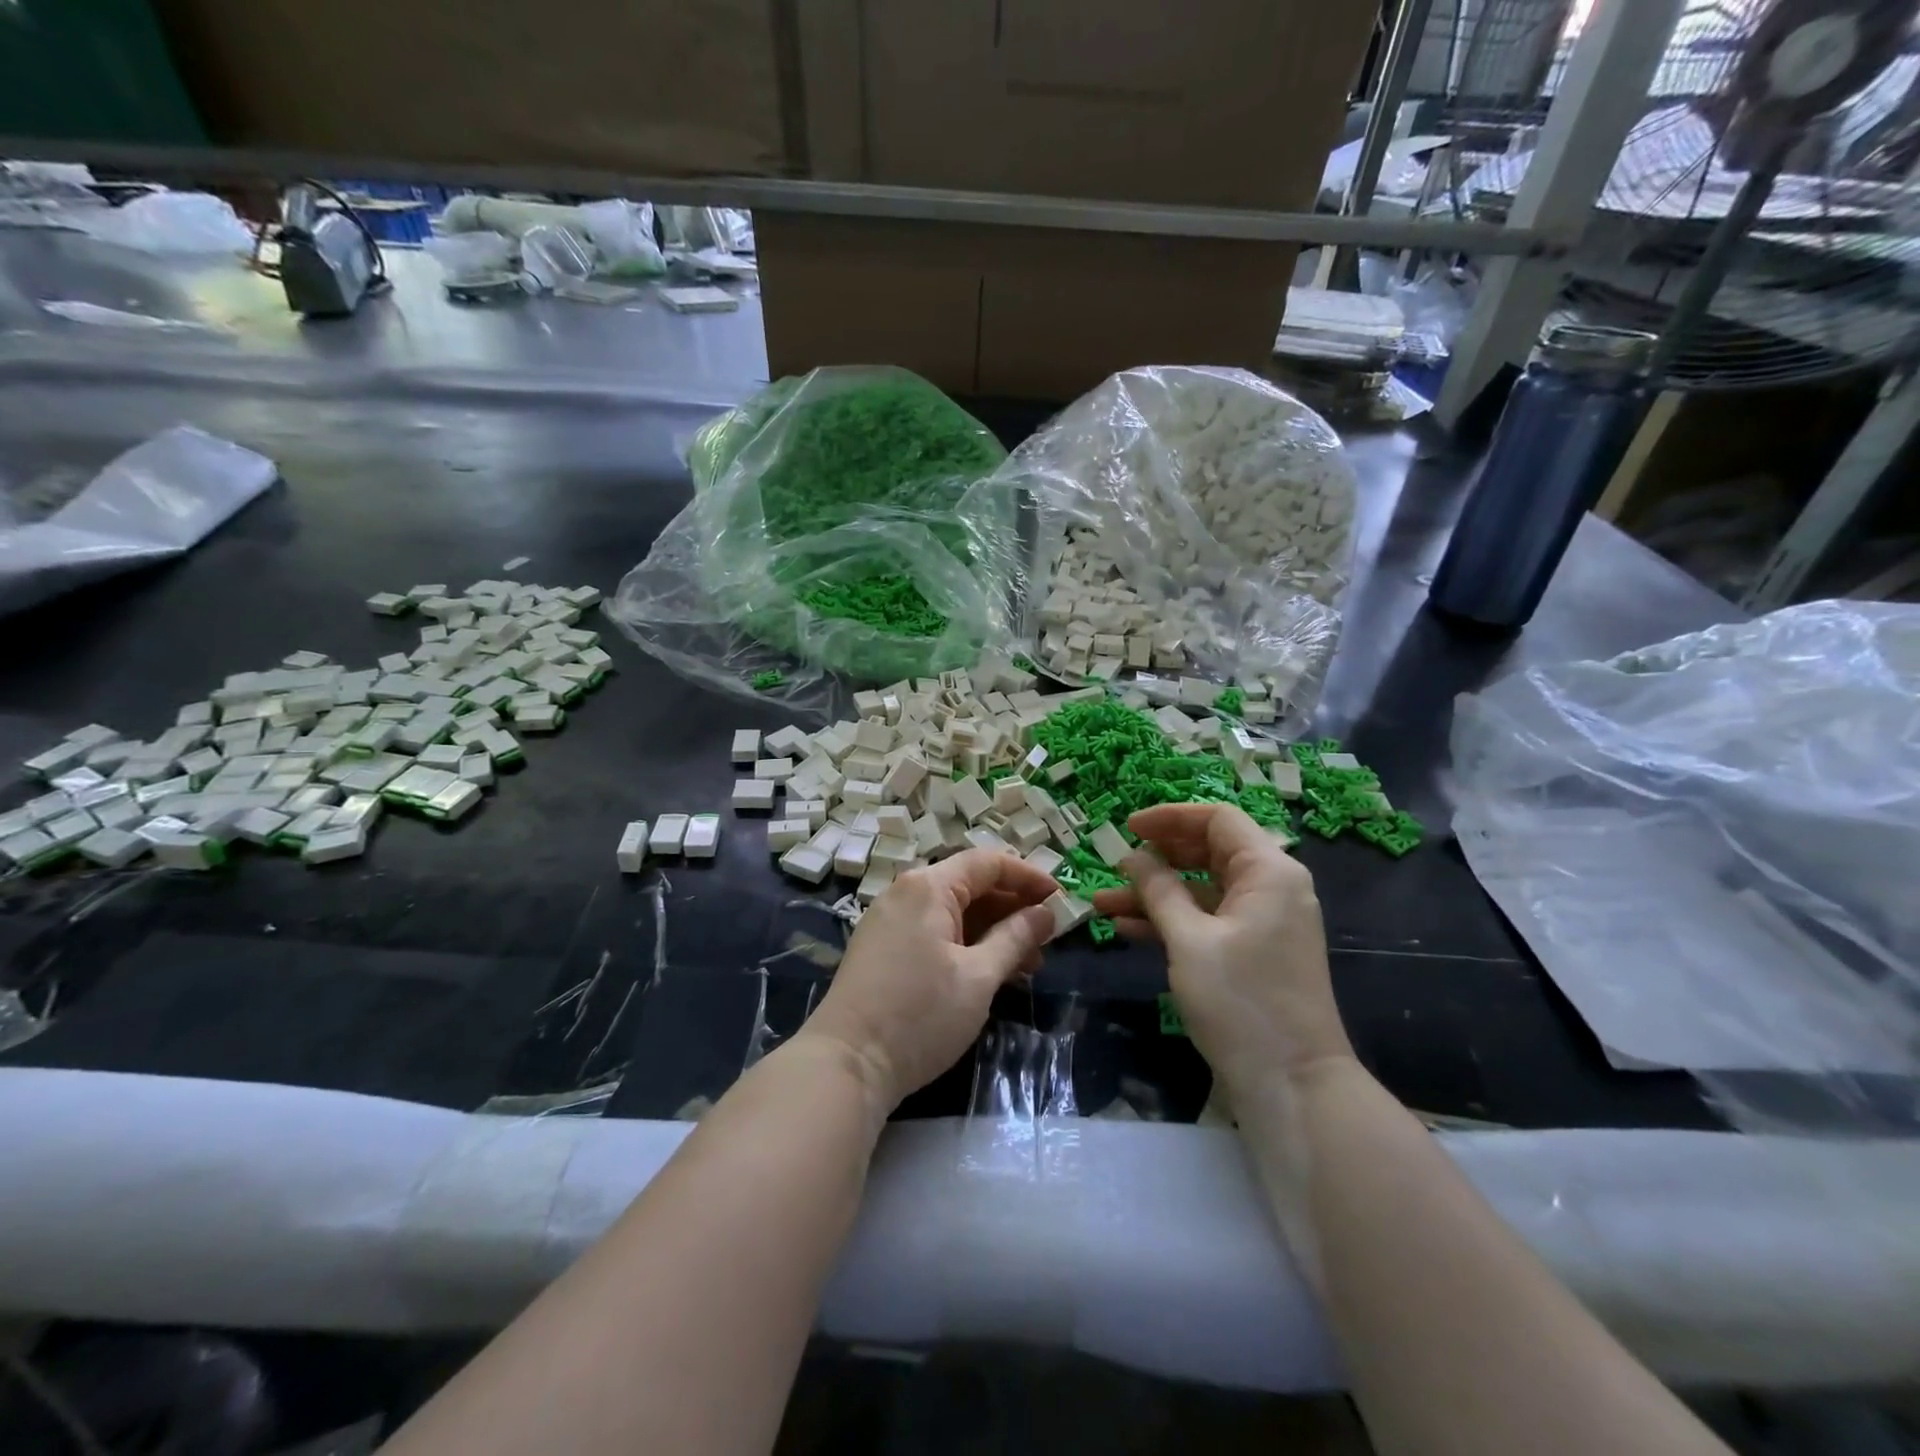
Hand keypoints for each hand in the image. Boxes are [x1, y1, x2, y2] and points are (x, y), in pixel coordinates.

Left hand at [801, 849, 1058, 1111]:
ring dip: (992, 930)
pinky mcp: (883, 947)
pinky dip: (966, 944)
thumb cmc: (920, 1015)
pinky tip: (990, 972)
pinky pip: (934, 931)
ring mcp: (890, 920)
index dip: (1028, 877)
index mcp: (928, 887)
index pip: (988, 863)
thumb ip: (1015, 938)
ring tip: (1028, 964)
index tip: (1061, 899)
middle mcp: (906, 892)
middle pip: (970, 885)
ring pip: (953, 911)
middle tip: (1048, 939)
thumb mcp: (978, 977)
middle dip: (1013, 908)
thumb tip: (1045, 913)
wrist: (847, 1063)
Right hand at [1091, 803, 1350, 1092]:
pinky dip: (1171, 921)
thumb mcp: (1189, 940)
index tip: (1127, 828)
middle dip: (1157, 858)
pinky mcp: (1252, 952)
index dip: (1169, 818)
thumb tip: (1134, 857)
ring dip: (1155, 894)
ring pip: (1201, 890)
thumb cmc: (1241, 1002)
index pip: (1217, 820)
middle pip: (1207, 853)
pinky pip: (1207, 921)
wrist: (1293, 1085)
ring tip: (1103, 902)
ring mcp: (1262, 922)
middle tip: (1114, 865)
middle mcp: (1270, 887)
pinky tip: (1126, 929)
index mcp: (1268, 871)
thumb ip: (1159, 891)